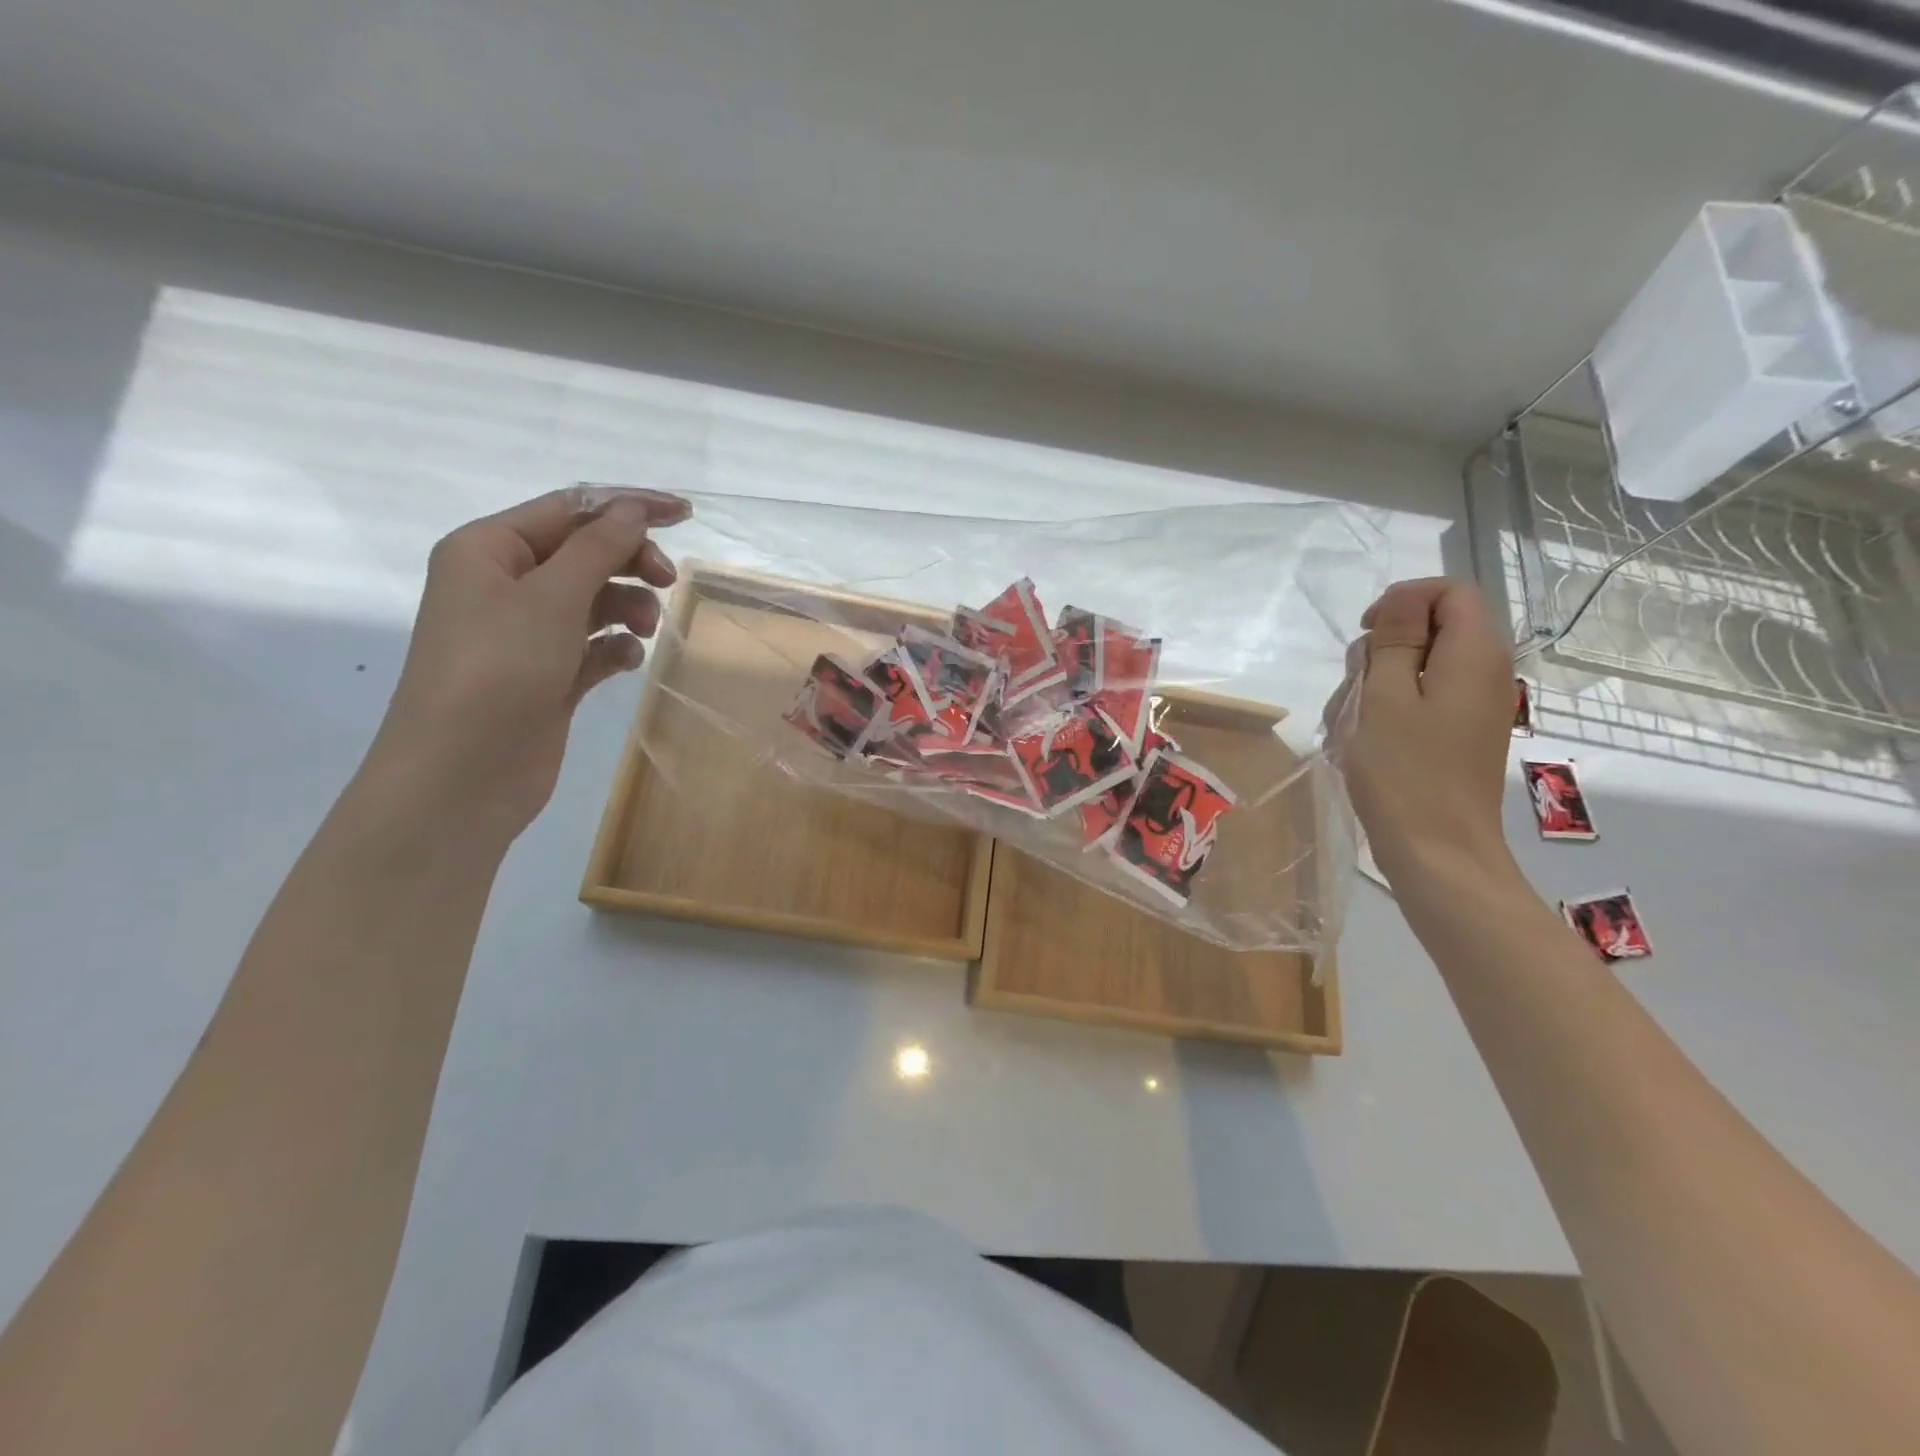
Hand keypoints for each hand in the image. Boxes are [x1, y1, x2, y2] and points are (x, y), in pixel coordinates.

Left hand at [361, 487, 690, 841]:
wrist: (463, 774)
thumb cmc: (498, 669)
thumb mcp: (551, 597)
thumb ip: (598, 548)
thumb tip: (633, 510)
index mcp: (489, 549)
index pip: (568, 509)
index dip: (628, 507)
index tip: (685, 515)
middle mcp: (503, 585)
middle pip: (583, 553)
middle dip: (629, 562)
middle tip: (668, 582)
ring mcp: (524, 634)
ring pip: (592, 600)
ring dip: (627, 606)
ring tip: (645, 629)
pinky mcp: (547, 676)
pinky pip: (592, 646)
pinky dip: (615, 647)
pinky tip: (628, 661)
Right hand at [1329, 577, 1516, 885]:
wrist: (1437, 852)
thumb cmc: (1406, 772)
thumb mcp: (1386, 697)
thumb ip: (1395, 640)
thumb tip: (1402, 600)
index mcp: (1475, 655)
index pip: (1451, 592)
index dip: (1404, 600)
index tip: (1366, 633)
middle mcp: (1485, 674)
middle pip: (1433, 629)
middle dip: (1383, 648)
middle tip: (1353, 687)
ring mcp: (1474, 707)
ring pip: (1420, 667)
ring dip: (1377, 684)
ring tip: (1348, 723)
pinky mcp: (1460, 734)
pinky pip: (1422, 701)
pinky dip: (1388, 710)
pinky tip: (1360, 740)